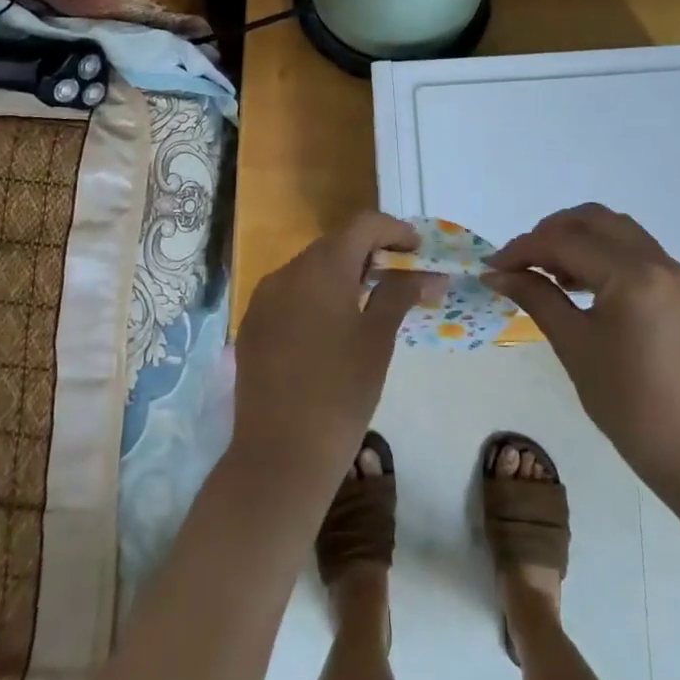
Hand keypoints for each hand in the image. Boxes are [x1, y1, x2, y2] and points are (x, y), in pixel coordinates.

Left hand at [232, 212, 441, 496]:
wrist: (279, 455)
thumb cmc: (341, 392)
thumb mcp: (378, 339)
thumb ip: (401, 294)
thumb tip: (427, 273)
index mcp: (323, 267)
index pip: (363, 225)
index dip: (394, 230)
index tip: (417, 250)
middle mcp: (288, 271)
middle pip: (335, 244)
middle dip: (369, 252)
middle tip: (398, 278)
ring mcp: (264, 298)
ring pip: (310, 269)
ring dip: (341, 274)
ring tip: (367, 303)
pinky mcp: (252, 325)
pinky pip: (290, 294)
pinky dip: (315, 297)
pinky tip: (330, 328)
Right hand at [486, 204, 679, 492]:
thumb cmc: (630, 404)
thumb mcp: (574, 346)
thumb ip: (536, 298)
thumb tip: (497, 275)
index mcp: (630, 274)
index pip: (565, 242)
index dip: (522, 250)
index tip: (492, 268)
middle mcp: (654, 259)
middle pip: (592, 220)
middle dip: (550, 233)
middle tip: (520, 262)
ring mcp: (671, 271)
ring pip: (614, 229)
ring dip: (577, 237)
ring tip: (548, 271)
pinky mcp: (677, 287)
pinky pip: (632, 248)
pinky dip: (601, 251)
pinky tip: (580, 282)